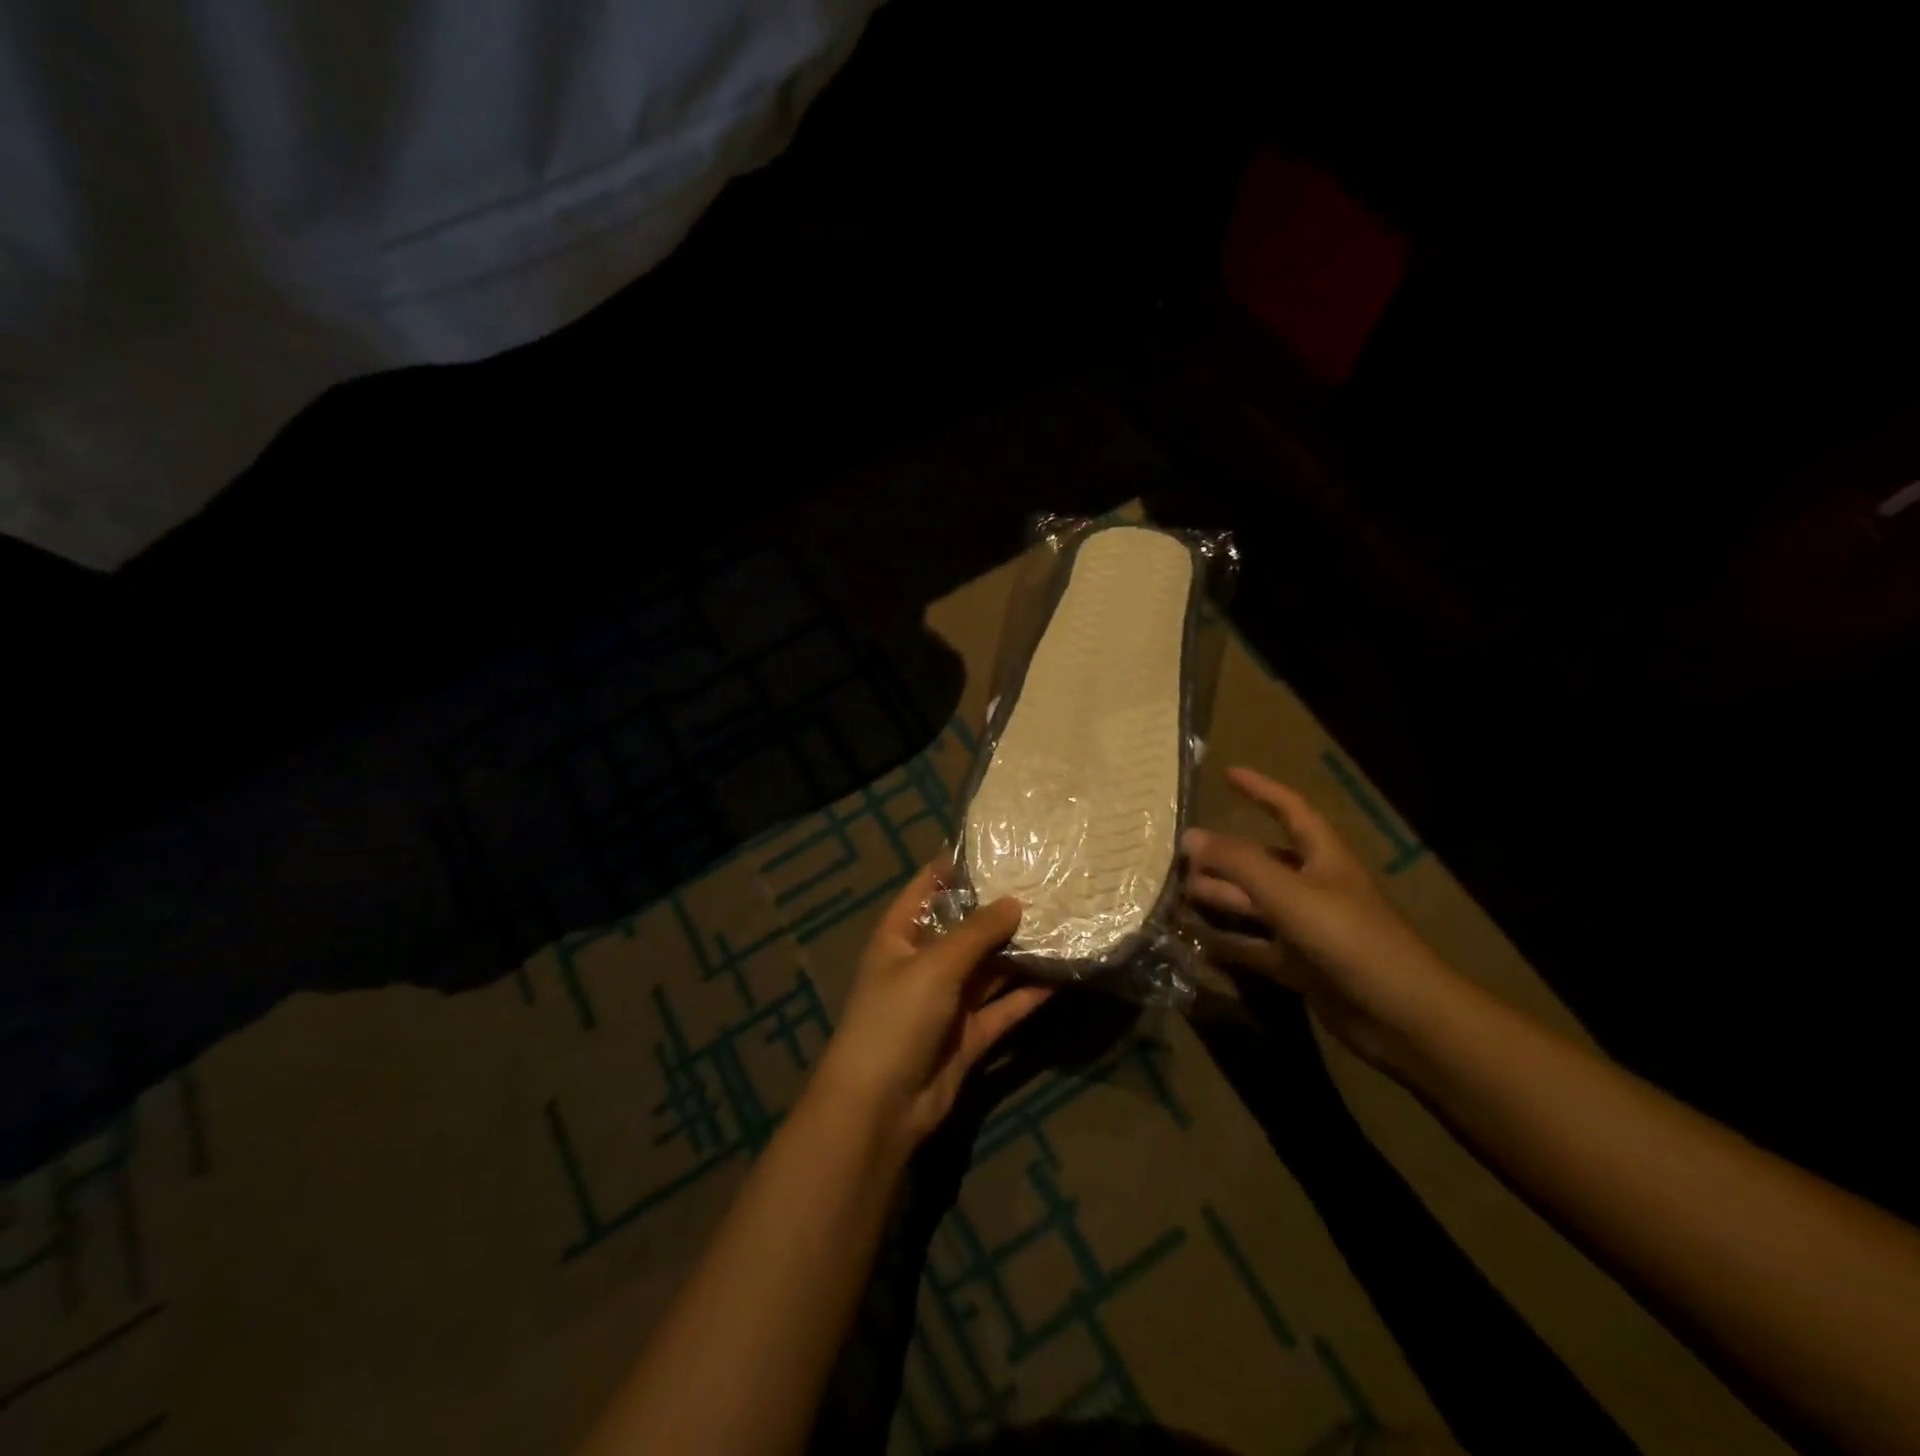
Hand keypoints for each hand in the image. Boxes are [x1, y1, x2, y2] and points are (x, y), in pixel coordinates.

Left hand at [812, 864, 1052, 1149]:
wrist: (879, 1108)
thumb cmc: (895, 1019)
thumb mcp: (934, 966)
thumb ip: (977, 933)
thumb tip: (1015, 902)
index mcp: (900, 936)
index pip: (927, 887)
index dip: (956, 866)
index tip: (998, 847)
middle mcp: (923, 963)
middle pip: (965, 928)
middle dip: (1000, 911)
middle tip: (1046, 885)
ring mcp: (947, 1001)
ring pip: (989, 968)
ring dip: (1019, 952)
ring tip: (1061, 923)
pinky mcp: (968, 1035)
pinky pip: (1003, 1007)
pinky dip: (1027, 995)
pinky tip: (1061, 976)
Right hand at [1183, 766, 1462, 1067]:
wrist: (1400, 1016)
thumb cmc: (1348, 938)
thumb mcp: (1288, 893)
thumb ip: (1238, 863)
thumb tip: (1190, 836)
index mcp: (1323, 857)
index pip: (1290, 810)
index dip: (1261, 789)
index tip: (1227, 774)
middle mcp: (1315, 887)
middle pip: (1263, 861)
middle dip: (1225, 855)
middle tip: (1180, 854)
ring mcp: (1308, 929)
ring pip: (1255, 905)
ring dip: (1221, 898)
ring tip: (1178, 893)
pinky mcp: (1302, 966)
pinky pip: (1256, 947)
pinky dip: (1229, 943)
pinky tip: (1197, 941)